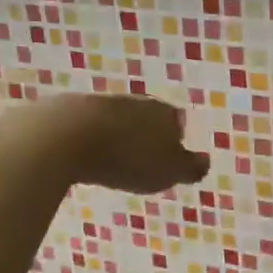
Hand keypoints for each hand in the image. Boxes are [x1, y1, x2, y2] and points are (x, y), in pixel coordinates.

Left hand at [48, 94, 210, 192]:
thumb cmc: (128, 158)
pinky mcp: (68, 109)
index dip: (174, 140)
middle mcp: (135, 101)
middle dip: (144, 136)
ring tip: (112, 160)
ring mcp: (100, 102)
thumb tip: (206, 161)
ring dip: (116, 136)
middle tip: (140, 160)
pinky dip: (89, 138)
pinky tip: (84, 154)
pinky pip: (87, 125)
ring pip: (116, 120)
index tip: (168, 159)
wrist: (66, 137)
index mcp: (163, 112)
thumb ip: (191, 168)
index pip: (177, 122)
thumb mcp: (169, 171)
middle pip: (145, 118)